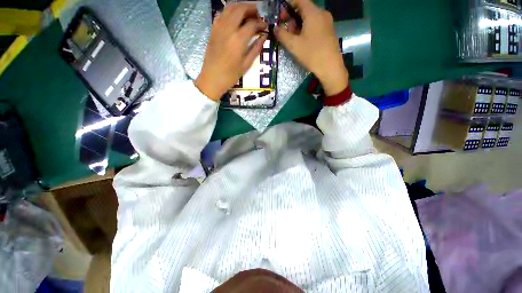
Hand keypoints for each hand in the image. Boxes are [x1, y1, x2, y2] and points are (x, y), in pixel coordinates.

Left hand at [195, 4, 266, 100]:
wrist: (212, 78)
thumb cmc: (230, 75)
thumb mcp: (246, 65)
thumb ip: (255, 49)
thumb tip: (263, 37)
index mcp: (238, 40)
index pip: (252, 24)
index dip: (260, 23)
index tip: (265, 26)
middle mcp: (228, 29)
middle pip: (240, 9)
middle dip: (251, 8)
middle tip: (258, 14)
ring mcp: (218, 28)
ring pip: (229, 8)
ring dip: (240, 7)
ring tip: (247, 13)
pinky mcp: (213, 30)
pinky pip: (221, 14)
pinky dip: (229, 11)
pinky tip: (234, 17)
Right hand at [275, 0, 348, 95]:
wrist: (330, 67)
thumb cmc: (311, 54)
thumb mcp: (293, 45)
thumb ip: (282, 35)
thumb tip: (275, 28)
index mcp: (313, 13)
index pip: (299, 0)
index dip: (288, 6)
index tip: (281, 17)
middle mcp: (322, 13)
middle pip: (304, 9)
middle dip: (293, 18)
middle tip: (286, 32)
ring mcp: (327, 22)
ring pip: (310, 18)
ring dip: (299, 25)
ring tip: (294, 39)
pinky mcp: (329, 31)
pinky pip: (316, 25)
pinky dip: (307, 29)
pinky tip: (304, 42)